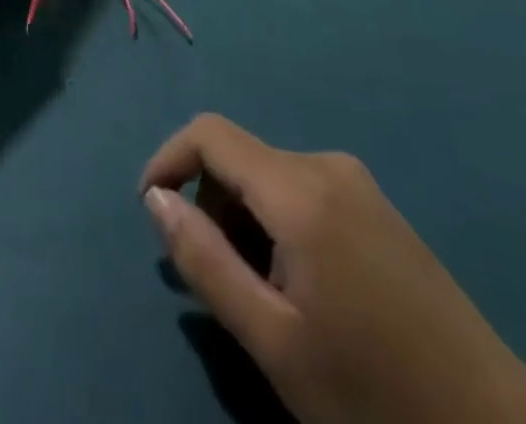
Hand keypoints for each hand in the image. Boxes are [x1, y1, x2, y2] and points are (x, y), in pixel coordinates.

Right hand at [142, 116, 525, 423]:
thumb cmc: (374, 392)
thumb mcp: (274, 340)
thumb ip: (205, 261)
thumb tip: (156, 200)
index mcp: (300, 188)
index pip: (210, 133)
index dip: (168, 159)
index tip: (150, 212)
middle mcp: (327, 165)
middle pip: (239, 158)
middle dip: (210, 206)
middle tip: (216, 283)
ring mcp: (357, 183)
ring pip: (269, 178)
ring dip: (243, 222)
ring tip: (261, 298)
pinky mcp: (376, 207)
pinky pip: (302, 192)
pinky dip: (277, 225)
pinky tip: (300, 289)